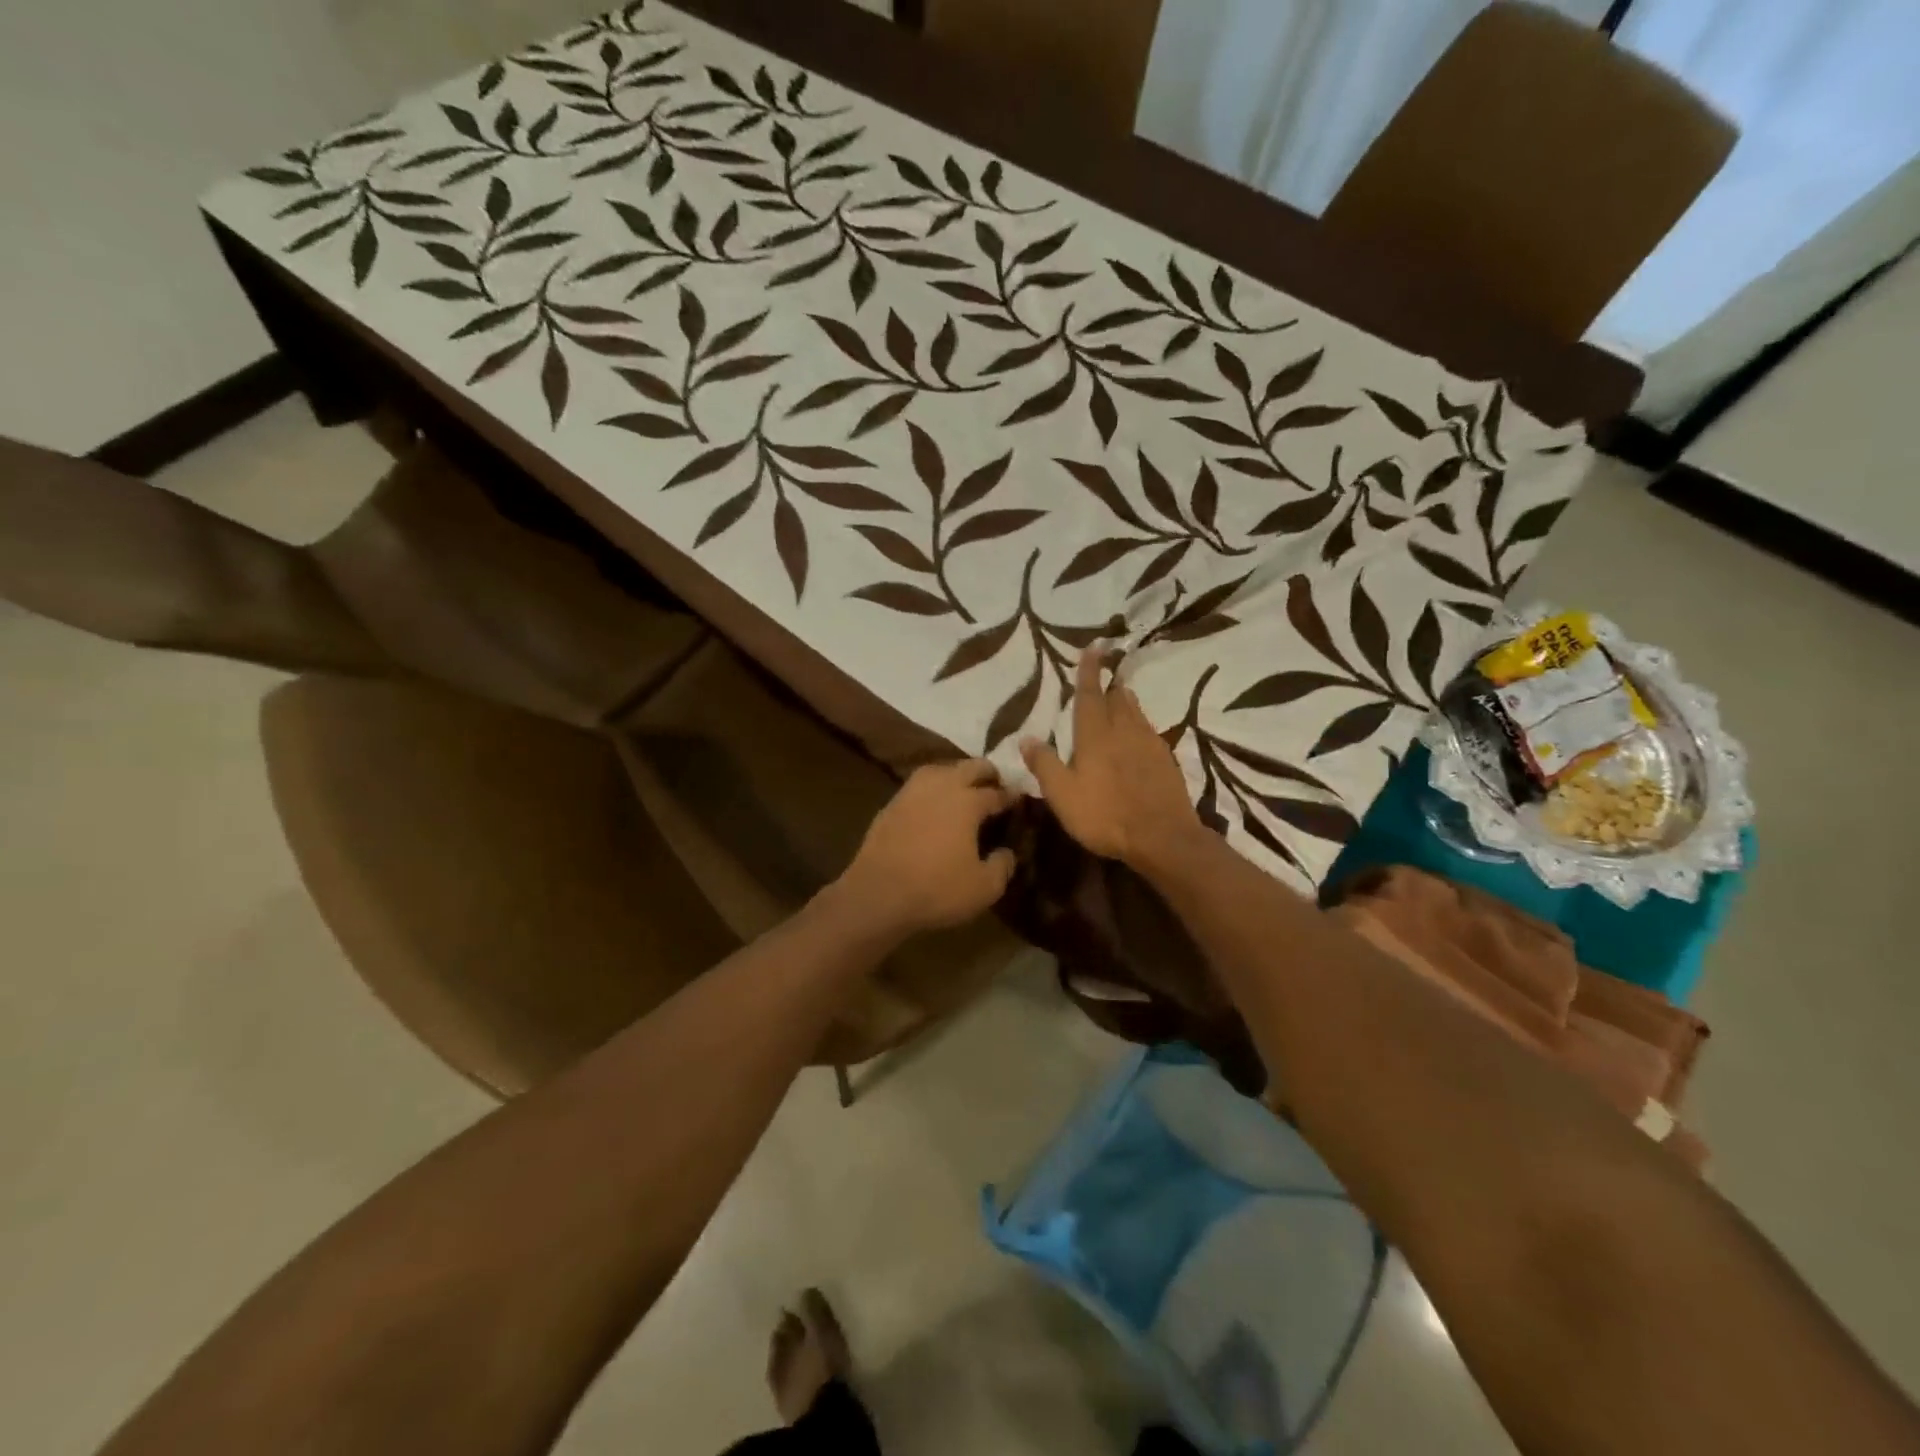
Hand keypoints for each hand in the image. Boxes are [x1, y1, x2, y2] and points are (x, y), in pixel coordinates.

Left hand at [835, 759, 1017, 936]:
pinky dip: (932, 789)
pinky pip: (919, 786)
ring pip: (940, 769)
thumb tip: (1006, 852)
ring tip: (964, 790)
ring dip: (957, 775)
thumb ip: (1003, 865)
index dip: (1011, 795)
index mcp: (968, 801)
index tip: (1019, 799)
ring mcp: (912, 791)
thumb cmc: (937, 889)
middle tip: (996, 785)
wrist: (878, 894)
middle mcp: (941, 786)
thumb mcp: (984, 887)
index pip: (997, 792)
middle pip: (970, 766)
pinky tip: (933, 805)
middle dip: (987, 773)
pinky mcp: (891, 804)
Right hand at [1021, 649, 1198, 867]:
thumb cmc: (1105, 815)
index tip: (1093, 648)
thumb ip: (1045, 764)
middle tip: (1106, 674)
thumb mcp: (1062, 794)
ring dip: (1126, 701)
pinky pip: (1150, 732)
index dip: (1089, 672)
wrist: (1163, 837)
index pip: (1089, 695)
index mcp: (1095, 736)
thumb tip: (1026, 738)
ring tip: (1121, 695)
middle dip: (1109, 685)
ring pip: (1136, 713)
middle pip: (1117, 700)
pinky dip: (1140, 725)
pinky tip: (1140, 736)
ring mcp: (1150, 745)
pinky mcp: (1167, 762)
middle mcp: (1124, 731)